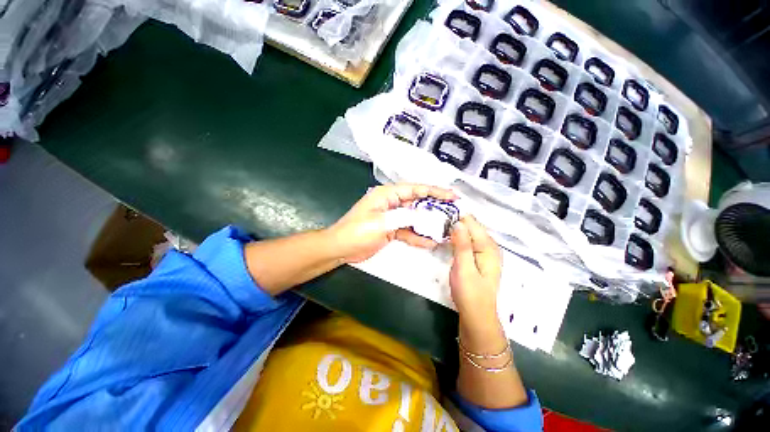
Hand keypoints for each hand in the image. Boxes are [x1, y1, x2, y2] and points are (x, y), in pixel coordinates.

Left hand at [327, 183, 456, 262]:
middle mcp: (392, 203)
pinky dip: (418, 237)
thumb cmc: (357, 232)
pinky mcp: (392, 229)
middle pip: (418, 202)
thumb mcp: (381, 223)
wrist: (340, 249)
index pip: (415, 189)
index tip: (452, 196)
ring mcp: (392, 217)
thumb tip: (425, 217)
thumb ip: (404, 218)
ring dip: (428, 224)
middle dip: (435, 208)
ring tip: (445, 230)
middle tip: (453, 213)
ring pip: (415, 218)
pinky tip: (430, 243)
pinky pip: (408, 231)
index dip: (435, 191)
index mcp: (387, 195)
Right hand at [449, 215, 501, 324]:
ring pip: (469, 234)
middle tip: (437, 216)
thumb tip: (458, 222)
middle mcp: (489, 246)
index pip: (472, 223)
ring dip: (456, 228)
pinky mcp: (478, 259)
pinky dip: (458, 237)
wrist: (476, 316)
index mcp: (488, 247)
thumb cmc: (470, 293)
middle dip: (457, 221)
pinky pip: (468, 242)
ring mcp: (485, 253)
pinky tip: (449, 236)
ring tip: (440, 223)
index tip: (441, 209)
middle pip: (472, 227)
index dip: (457, 215)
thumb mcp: (464, 268)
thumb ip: (462, 244)